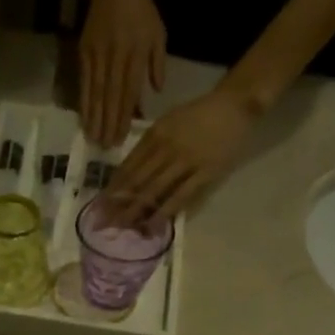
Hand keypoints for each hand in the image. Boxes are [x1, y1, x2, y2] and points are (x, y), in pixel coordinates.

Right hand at [80, 0, 165, 148]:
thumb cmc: (141, 10)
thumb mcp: (158, 33)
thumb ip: (157, 63)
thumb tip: (156, 92)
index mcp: (137, 52)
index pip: (130, 91)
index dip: (125, 116)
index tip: (121, 137)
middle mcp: (117, 55)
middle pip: (112, 96)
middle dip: (108, 123)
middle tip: (105, 147)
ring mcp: (98, 54)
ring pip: (96, 92)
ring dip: (94, 118)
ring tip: (93, 138)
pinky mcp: (84, 52)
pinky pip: (85, 82)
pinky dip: (84, 102)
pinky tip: (83, 118)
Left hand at [103, 86, 255, 222]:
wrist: (236, 104)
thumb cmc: (200, 114)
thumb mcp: (169, 122)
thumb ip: (149, 145)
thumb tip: (129, 173)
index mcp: (155, 135)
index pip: (127, 166)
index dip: (111, 189)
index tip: (98, 207)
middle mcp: (166, 148)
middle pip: (135, 182)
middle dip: (116, 205)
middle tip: (101, 224)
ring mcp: (185, 161)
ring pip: (154, 190)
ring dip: (134, 212)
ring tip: (120, 229)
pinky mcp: (204, 173)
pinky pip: (180, 196)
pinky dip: (165, 212)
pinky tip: (152, 226)